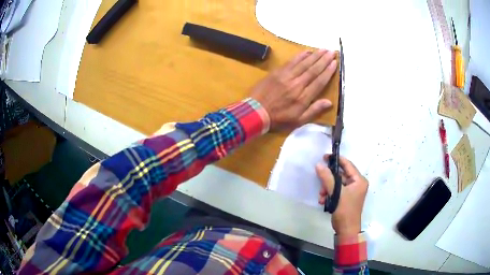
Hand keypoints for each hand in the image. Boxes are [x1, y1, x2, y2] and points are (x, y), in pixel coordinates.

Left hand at [250, 50, 337, 128]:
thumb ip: (314, 111)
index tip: (335, 63)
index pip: (319, 81)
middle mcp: (297, 84)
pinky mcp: (278, 72)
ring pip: (304, 63)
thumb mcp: (298, 121)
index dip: (328, 71)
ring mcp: (287, 76)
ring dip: (315, 55)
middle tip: (332, 52)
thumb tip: (329, 102)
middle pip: (313, 69)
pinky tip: (307, 51)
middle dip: (324, 59)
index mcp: (303, 97)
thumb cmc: (278, 119)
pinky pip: (291, 61)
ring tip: (324, 49)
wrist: (255, 112)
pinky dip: (300, 55)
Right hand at [316, 155, 368, 236]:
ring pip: (336, 184)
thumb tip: (319, 165)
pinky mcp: (346, 198)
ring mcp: (351, 191)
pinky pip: (336, 191)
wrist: (346, 230)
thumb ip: (327, 178)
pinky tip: (323, 200)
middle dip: (328, 180)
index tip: (324, 157)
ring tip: (321, 196)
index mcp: (359, 180)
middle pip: (340, 175)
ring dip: (327, 188)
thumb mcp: (336, 193)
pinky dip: (329, 194)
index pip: (348, 165)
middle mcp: (357, 184)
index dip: (336, 160)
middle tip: (320, 182)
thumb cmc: (345, 211)